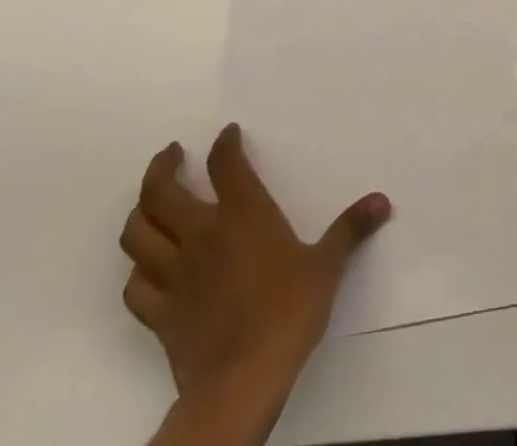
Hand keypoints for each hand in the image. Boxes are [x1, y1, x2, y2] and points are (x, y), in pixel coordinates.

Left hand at [120, 123, 389, 437]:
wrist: (241, 383)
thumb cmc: (287, 313)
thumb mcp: (327, 266)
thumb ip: (350, 230)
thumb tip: (382, 200)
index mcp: (243, 214)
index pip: (225, 164)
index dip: (225, 144)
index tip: (228, 134)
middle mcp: (202, 234)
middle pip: (161, 191)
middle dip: (161, 167)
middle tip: (171, 153)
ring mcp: (174, 274)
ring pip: (137, 234)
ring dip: (140, 212)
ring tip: (150, 201)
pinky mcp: (159, 314)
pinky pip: (134, 286)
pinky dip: (137, 270)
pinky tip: (147, 266)